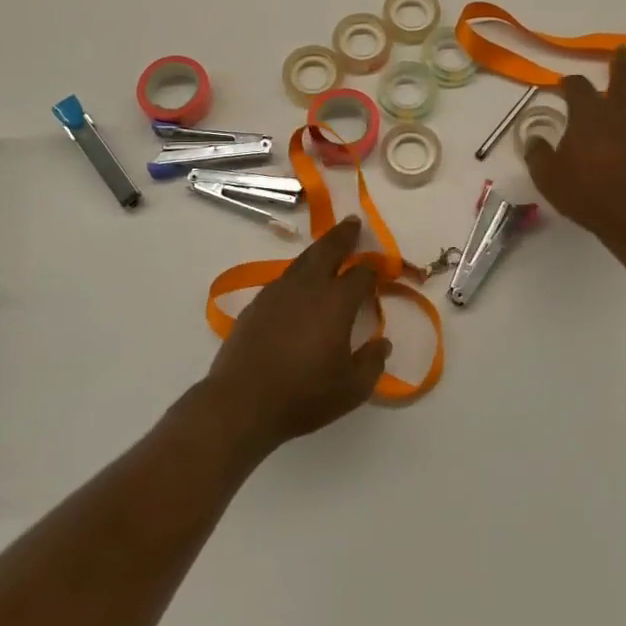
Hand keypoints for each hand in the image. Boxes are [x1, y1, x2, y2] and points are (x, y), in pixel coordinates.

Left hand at [204, 217, 389, 452]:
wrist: (242, 402)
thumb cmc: (304, 396)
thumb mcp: (352, 389)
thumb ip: (373, 362)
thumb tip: (382, 343)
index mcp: (336, 302)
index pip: (361, 275)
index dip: (373, 269)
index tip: (380, 268)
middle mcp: (308, 287)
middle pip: (328, 250)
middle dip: (343, 235)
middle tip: (352, 223)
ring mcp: (278, 292)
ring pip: (303, 260)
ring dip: (318, 250)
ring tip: (327, 247)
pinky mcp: (257, 304)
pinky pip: (284, 279)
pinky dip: (297, 273)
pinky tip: (299, 284)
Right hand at [525, 46, 625, 247]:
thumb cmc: (590, 196)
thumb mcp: (548, 179)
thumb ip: (537, 154)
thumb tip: (533, 138)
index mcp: (589, 114)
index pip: (577, 85)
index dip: (569, 82)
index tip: (565, 85)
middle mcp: (622, 109)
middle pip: (624, 74)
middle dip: (621, 60)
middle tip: (622, 51)